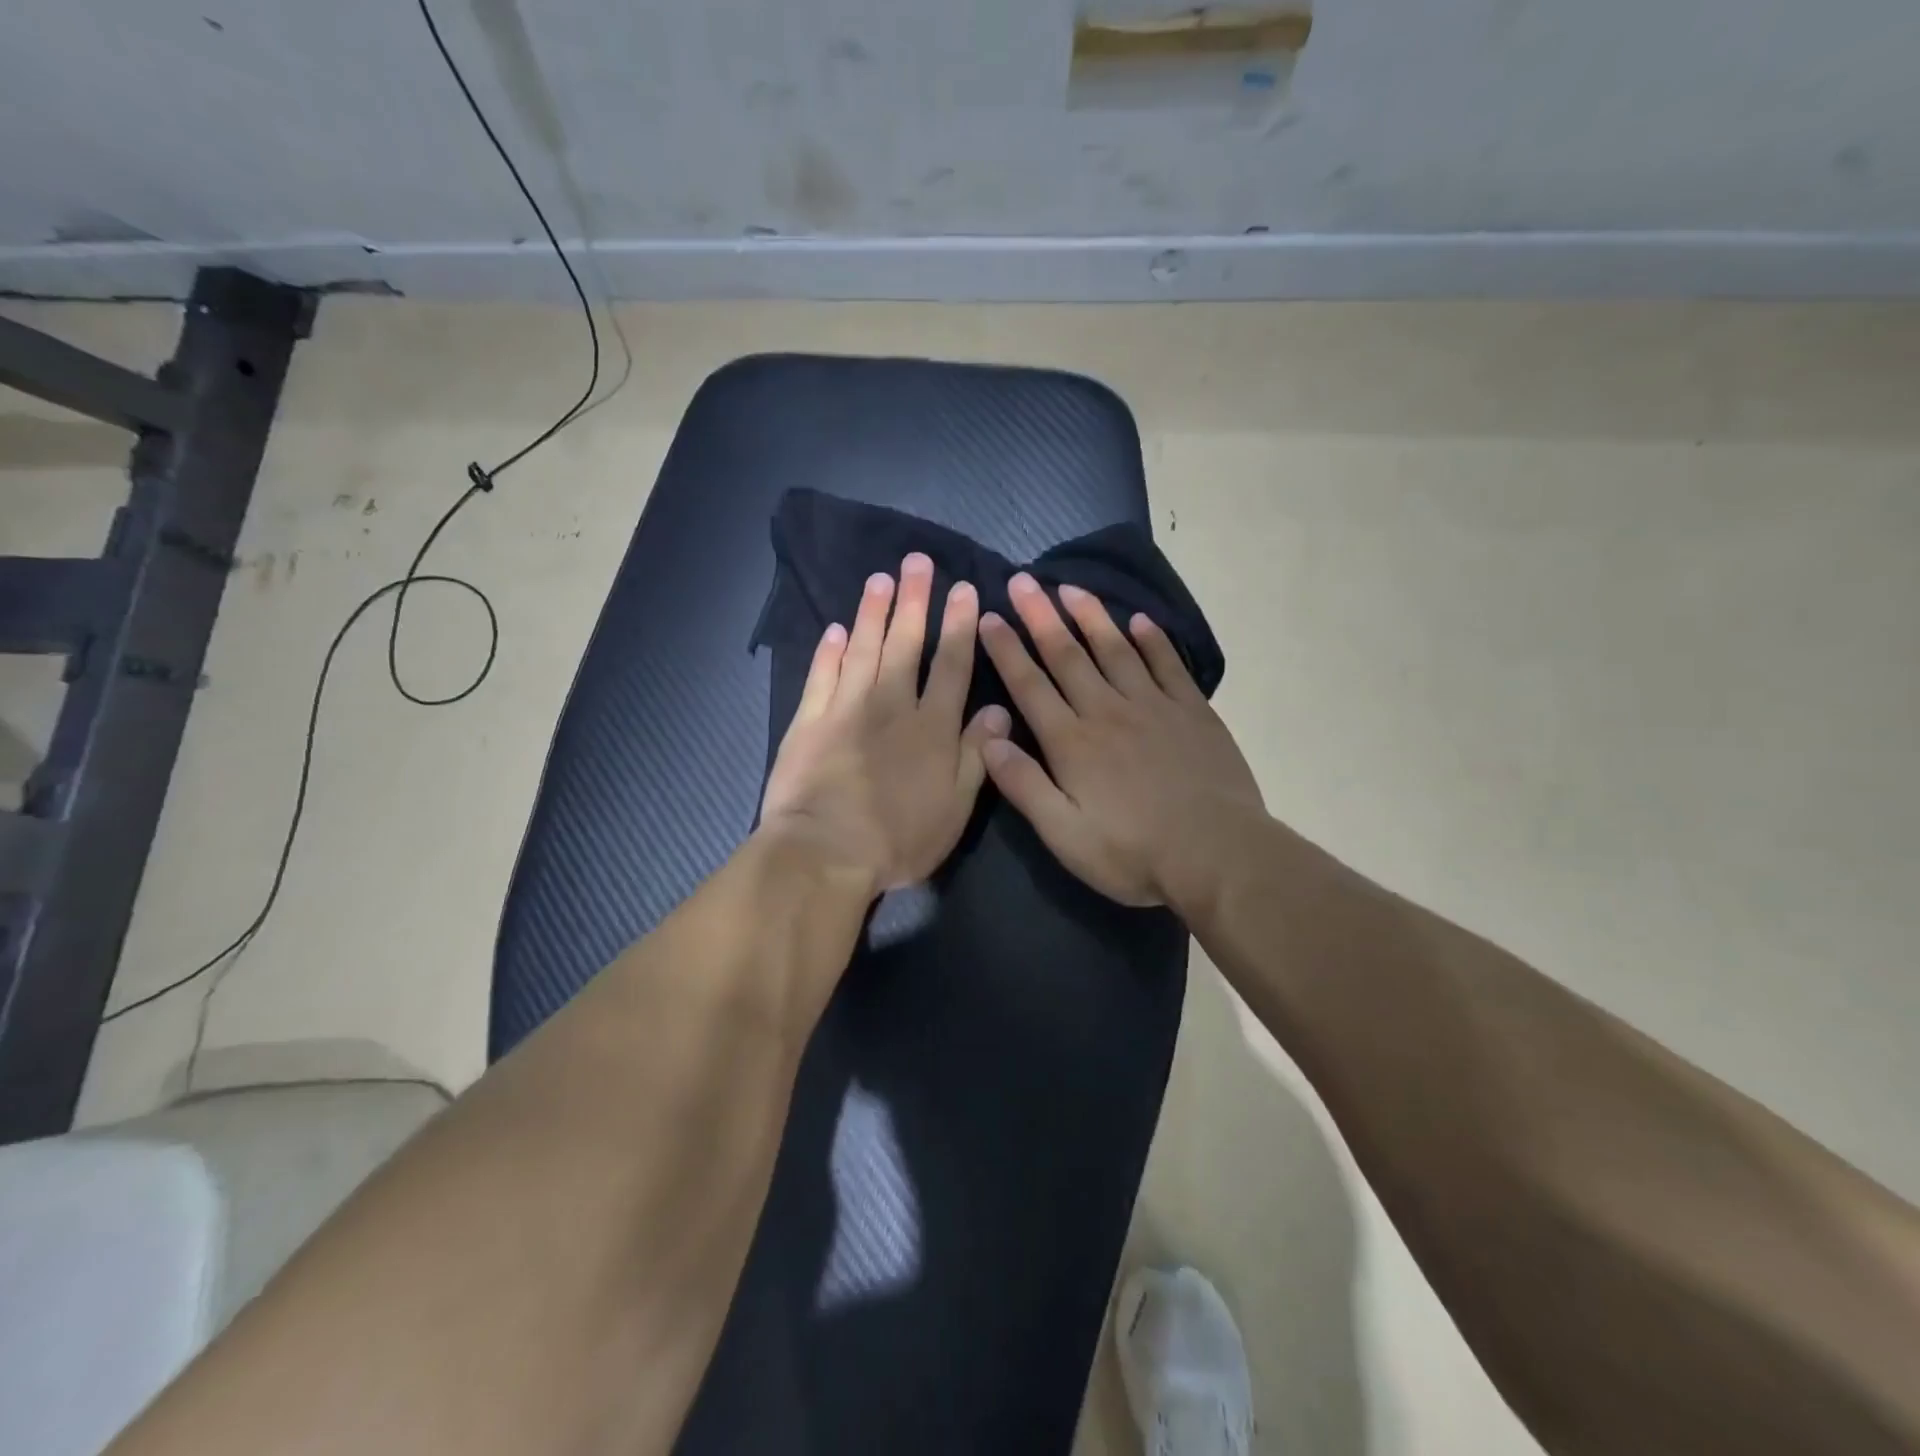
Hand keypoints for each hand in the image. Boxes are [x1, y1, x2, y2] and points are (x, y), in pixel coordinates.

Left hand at [761, 553, 1010, 896]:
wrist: (825, 851)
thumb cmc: (899, 837)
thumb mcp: (955, 807)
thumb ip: (976, 755)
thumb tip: (998, 710)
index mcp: (931, 726)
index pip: (951, 664)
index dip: (959, 625)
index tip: (964, 588)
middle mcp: (891, 704)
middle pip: (905, 643)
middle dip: (914, 600)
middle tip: (917, 562)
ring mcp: (846, 708)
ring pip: (862, 648)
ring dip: (872, 612)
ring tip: (879, 580)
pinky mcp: (809, 721)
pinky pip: (821, 675)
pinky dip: (828, 651)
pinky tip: (834, 630)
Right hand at [976, 573, 1264, 913]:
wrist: (1217, 854)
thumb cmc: (1133, 852)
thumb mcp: (1064, 834)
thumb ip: (1023, 785)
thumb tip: (987, 739)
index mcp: (1072, 742)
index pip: (1030, 685)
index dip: (1007, 649)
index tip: (989, 616)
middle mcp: (1107, 712)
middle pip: (1068, 656)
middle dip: (1041, 617)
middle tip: (1023, 581)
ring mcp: (1153, 707)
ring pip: (1115, 650)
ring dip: (1091, 616)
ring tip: (1071, 587)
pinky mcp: (1192, 712)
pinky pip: (1168, 665)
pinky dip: (1152, 640)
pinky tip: (1140, 621)